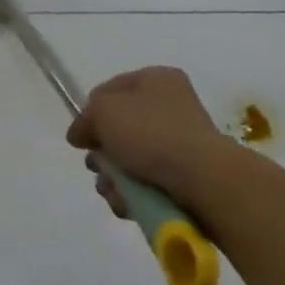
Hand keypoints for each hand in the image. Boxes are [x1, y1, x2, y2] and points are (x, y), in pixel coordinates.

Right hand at [65, 66, 234, 213]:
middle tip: (96, 167)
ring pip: (134, 159)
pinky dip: (136, 194)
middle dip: (104, 151)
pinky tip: (127, 205)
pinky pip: (153, 182)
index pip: (110, 89)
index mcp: (156, 79)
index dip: (91, 111)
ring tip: (111, 192)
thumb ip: (84, 119)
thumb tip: (78, 134)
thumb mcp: (102, 113)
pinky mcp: (192, 178)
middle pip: (122, 128)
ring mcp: (185, 143)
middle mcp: (172, 106)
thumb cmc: (150, 134)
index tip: (82, 136)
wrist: (206, 182)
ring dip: (116, 177)